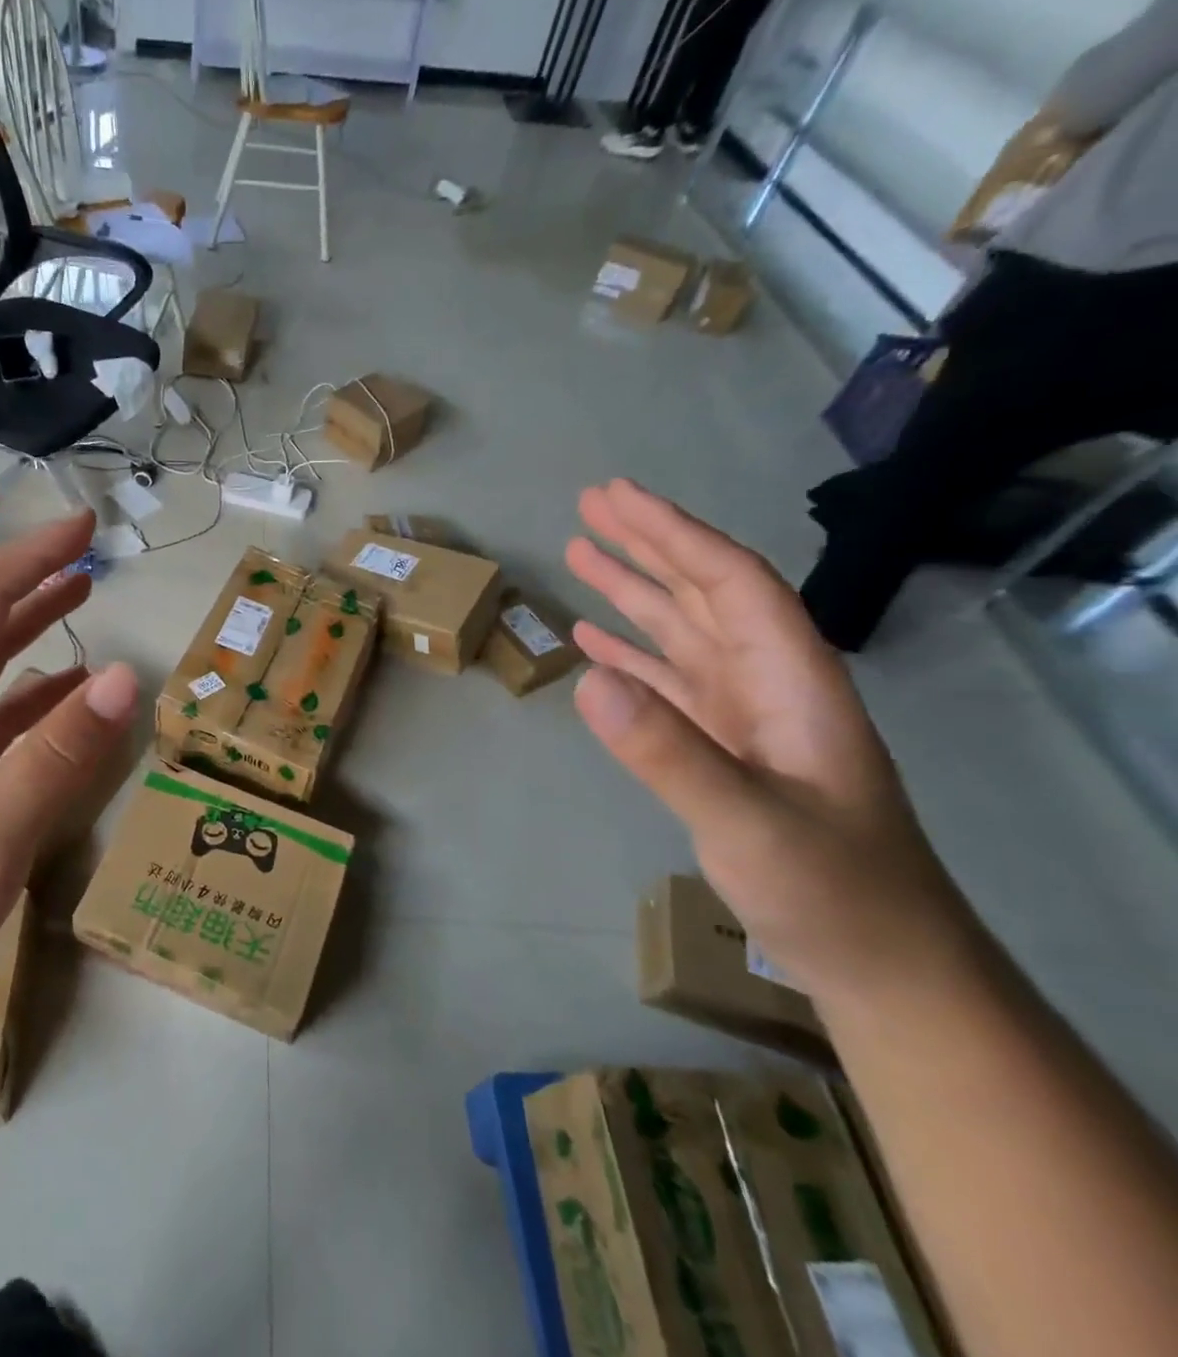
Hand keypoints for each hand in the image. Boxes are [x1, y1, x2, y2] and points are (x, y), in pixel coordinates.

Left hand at [0, 512, 138, 1014]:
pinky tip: (71, 698)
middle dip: (35, 582)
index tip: (84, 528)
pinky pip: (1, 720)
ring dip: (36, 631)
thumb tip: (125, 677)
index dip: (32, 558)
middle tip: (89, 554)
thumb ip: (60, 750)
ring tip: (83, 601)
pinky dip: (39, 697)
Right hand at [566, 480, 971, 1000]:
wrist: (883, 966)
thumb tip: (589, 681)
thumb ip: (670, 753)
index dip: (673, 534)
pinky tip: (593, 641)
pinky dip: (629, 654)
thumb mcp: (749, 825)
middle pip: (705, 593)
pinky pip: (667, 682)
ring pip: (682, 632)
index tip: (617, 498)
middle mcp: (769, 683)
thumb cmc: (832, 893)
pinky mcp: (723, 746)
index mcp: (791, 680)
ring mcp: (745, 716)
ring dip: (633, 591)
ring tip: (580, 554)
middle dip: (649, 544)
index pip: (731, 583)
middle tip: (591, 504)